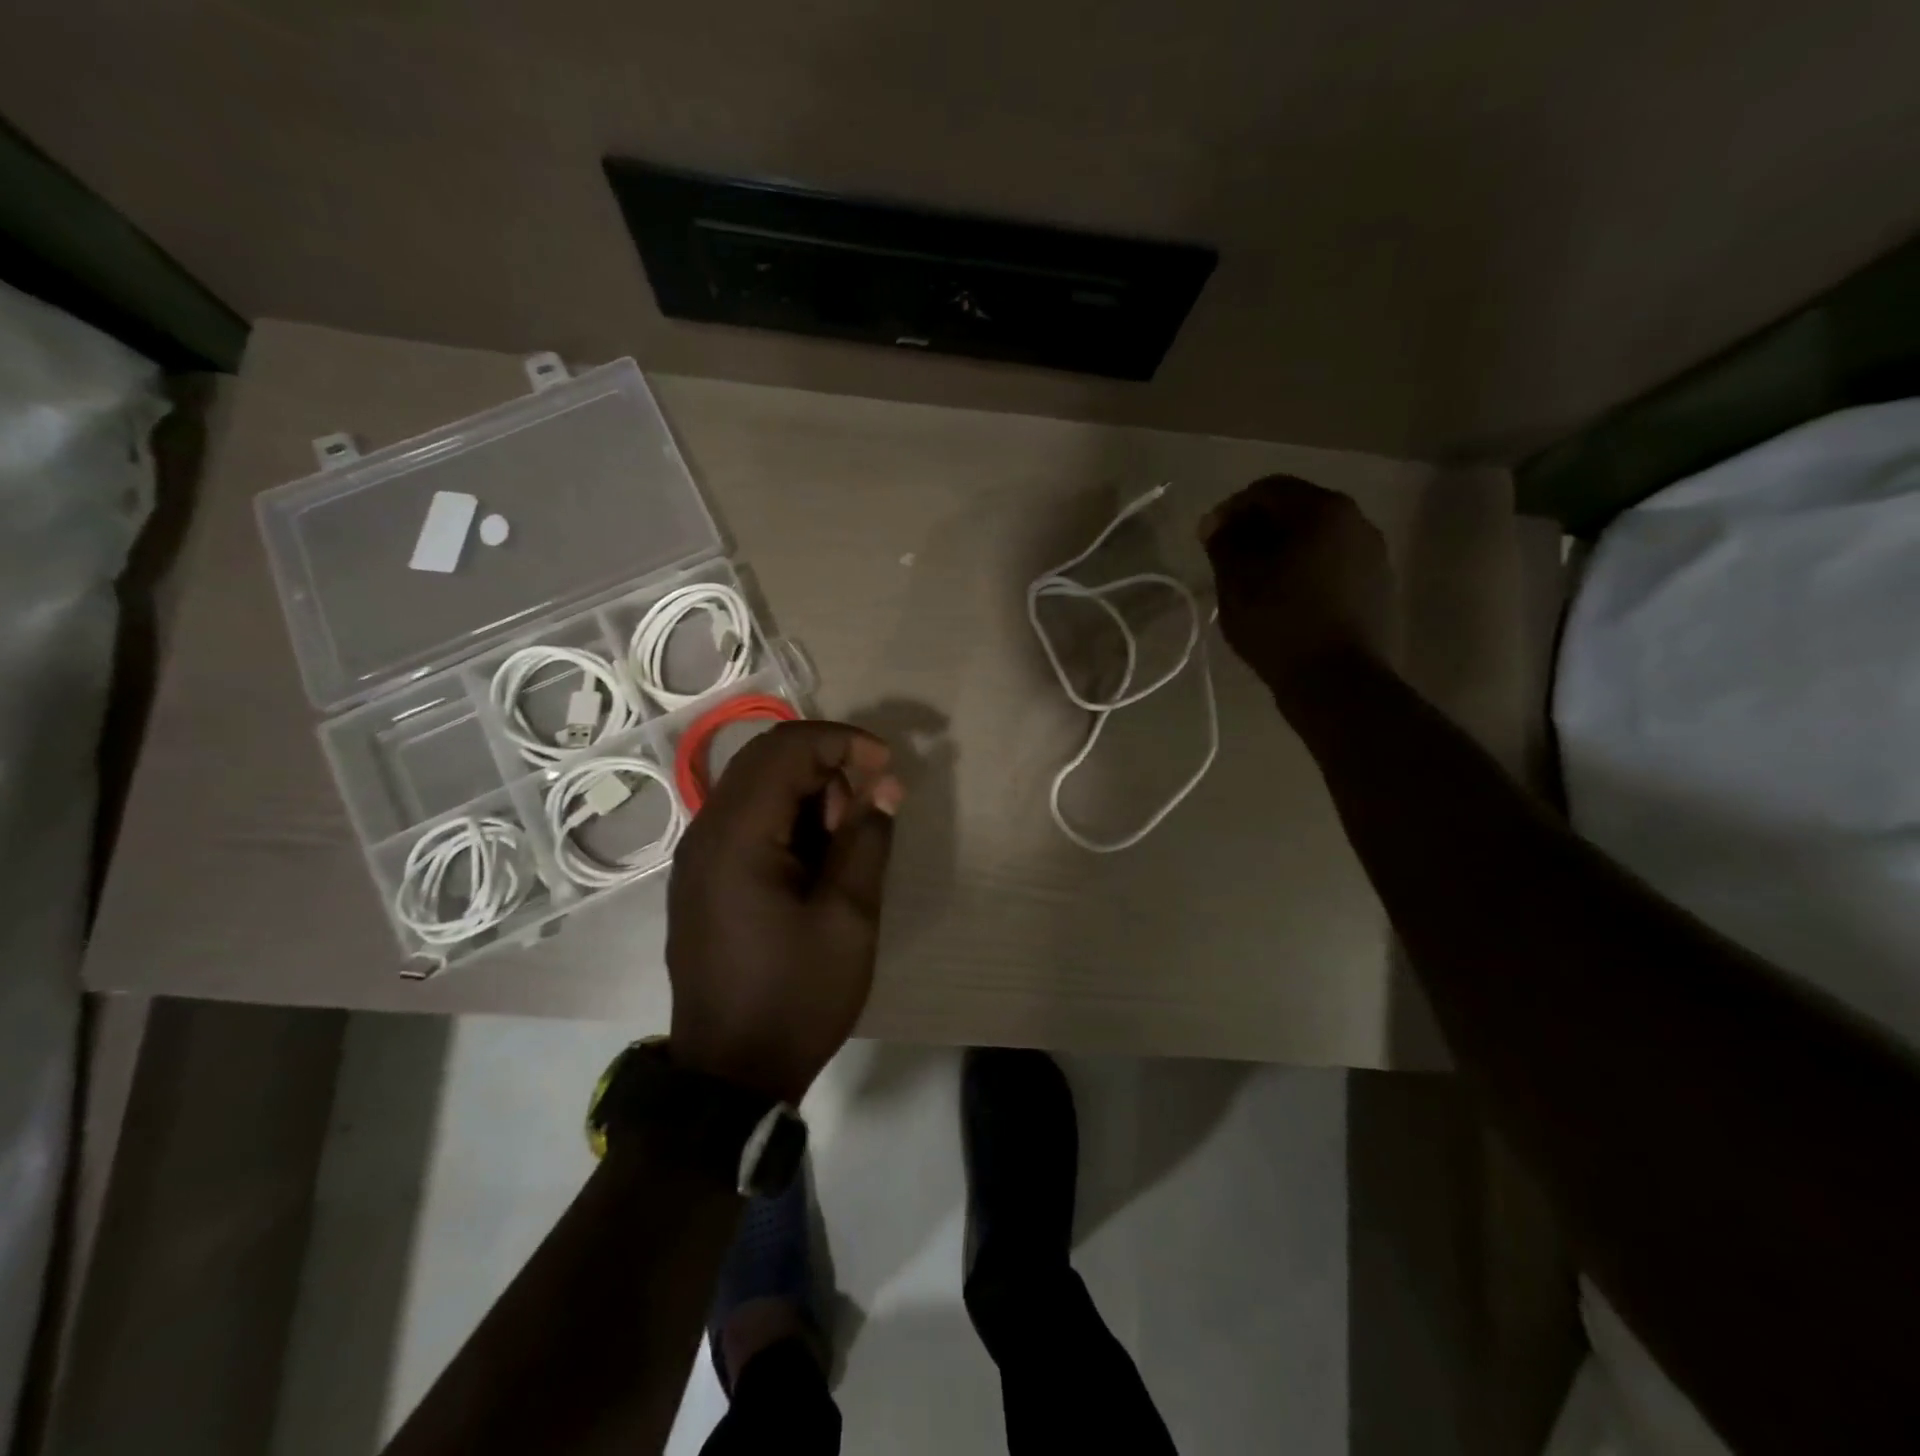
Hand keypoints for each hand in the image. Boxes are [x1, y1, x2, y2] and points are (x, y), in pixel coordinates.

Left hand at [666, 721, 904, 1103]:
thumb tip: (885, 784)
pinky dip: (788, 820)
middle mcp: (706, 832)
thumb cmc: (797, 996)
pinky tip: (814, 862)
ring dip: (808, 795)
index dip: (843, 742)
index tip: (888, 766)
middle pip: (767, 759)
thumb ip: (867, 839)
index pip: (788, 749)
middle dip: (827, 766)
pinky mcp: (702, 878)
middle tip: (864, 812)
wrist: (730, 1074)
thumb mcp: (849, 917)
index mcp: (737, 836)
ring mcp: (698, 855)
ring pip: (757, 787)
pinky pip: (747, 820)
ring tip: (842, 847)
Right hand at [1200, 475, 1390, 710]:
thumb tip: (1215, 525)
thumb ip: (1223, 544)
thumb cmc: (1280, 624)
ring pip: (1317, 538)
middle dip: (1258, 529)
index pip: (1268, 490)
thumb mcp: (1237, 583)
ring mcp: (1373, 553)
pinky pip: (1333, 563)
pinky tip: (1286, 599)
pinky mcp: (1378, 585)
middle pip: (1297, 510)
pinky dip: (1306, 570)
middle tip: (1228, 560)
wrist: (1337, 682)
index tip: (1207, 539)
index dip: (1231, 510)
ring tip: (1256, 582)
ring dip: (1283, 550)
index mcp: (1323, 511)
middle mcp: (1357, 521)